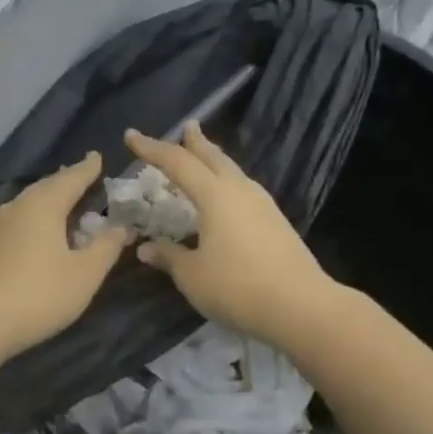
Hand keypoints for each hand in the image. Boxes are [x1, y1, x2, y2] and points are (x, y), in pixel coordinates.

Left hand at [0, 152, 132, 358]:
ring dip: (51, 197)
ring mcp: (0, 225)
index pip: (72, 177)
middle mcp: (19, 206)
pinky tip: (42, 227)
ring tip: (67, 197)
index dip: (88, 168)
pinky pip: (22, 217)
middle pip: (48, 185)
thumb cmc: (39, 294)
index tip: (98, 156)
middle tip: (86, 174)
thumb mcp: (85, 274)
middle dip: (68, 179)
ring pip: (31, 201)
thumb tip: (122, 227)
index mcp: (45, 204)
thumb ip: (106, 247)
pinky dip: (38, 214)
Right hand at [125, 123, 334, 345]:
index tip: (131, 135)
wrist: (301, 307)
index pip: (177, 163)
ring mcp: (262, 205)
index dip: (152, 149)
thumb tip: (145, 247)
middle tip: (187, 127)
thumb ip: (169, 256)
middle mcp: (240, 191)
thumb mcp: (192, 275)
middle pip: (213, 157)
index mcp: (215, 196)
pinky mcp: (276, 222)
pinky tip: (226, 196)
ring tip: (204, 156)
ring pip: (232, 171)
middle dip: (195, 142)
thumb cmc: (237, 287)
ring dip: (214, 160)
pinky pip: (243, 189)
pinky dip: (227, 182)